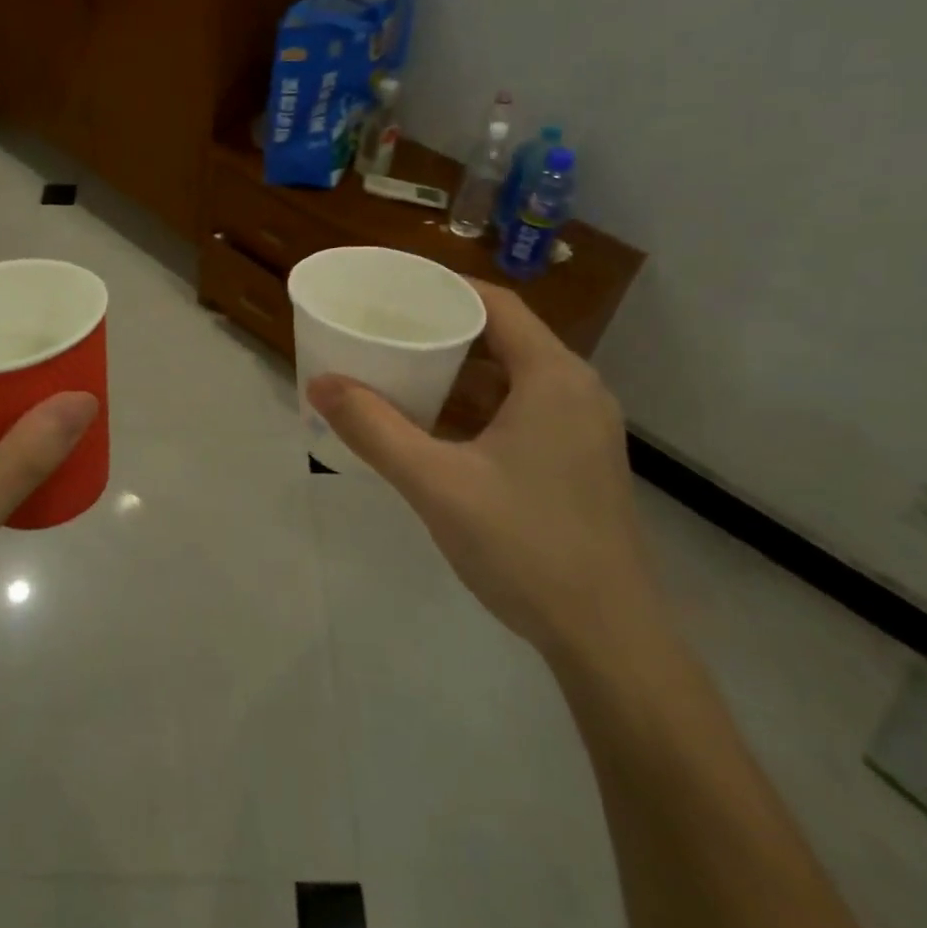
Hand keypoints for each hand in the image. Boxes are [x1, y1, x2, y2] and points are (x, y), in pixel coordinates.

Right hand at [307, 280, 655, 659]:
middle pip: (502, 338)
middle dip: (441, 331)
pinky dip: (476, 410)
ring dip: (457, 375)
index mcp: (553, 377)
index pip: (496, 304)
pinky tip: (434, 429)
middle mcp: (576, 391)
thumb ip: (374, 429)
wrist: (607, 639)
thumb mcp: (436, 483)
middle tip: (384, 330)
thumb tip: (319, 383)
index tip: (392, 288)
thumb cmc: (525, 545)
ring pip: (510, 380)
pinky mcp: (576, 463)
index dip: (443, 288)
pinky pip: (520, 413)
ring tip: (398, 372)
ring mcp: (581, 430)